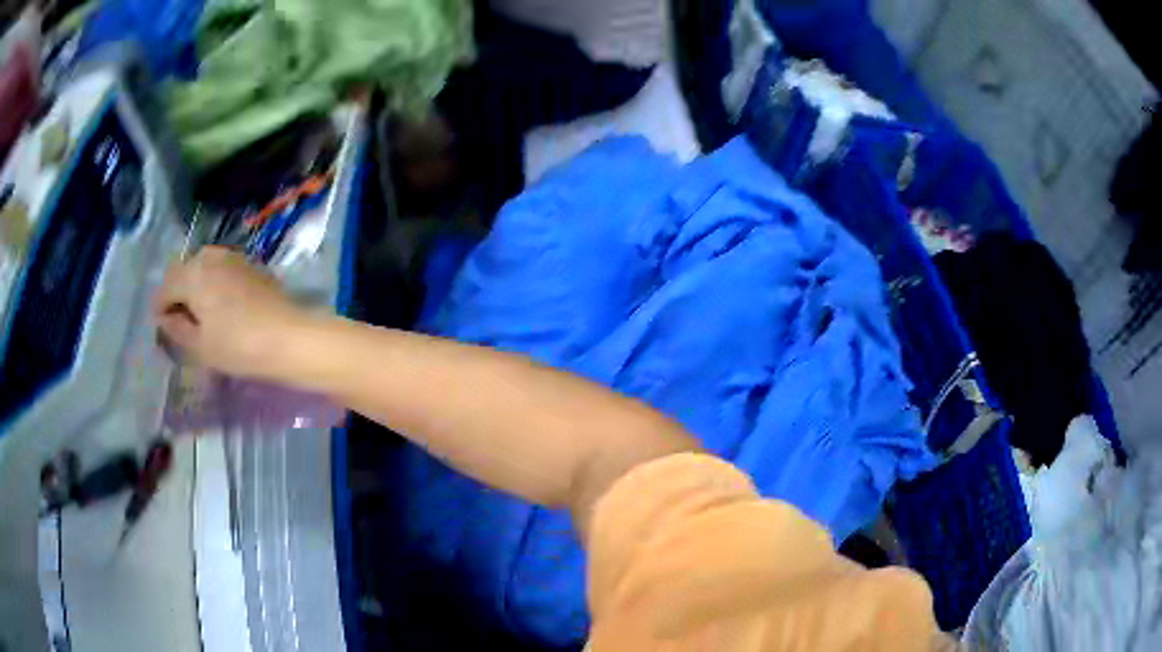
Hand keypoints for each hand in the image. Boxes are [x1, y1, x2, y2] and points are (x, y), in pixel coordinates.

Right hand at [155, 246, 308, 377]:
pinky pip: (220, 269)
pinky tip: (221, 306)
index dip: (160, 311)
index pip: (164, 289)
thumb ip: (176, 328)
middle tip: (181, 323)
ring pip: (201, 267)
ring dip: (194, 286)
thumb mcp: (199, 346)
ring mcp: (231, 256)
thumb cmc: (237, 345)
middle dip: (176, 294)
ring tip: (201, 316)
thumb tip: (165, 317)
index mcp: (192, 273)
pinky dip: (213, 283)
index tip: (165, 331)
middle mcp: (209, 256)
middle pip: (181, 272)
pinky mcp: (249, 263)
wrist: (288, 336)